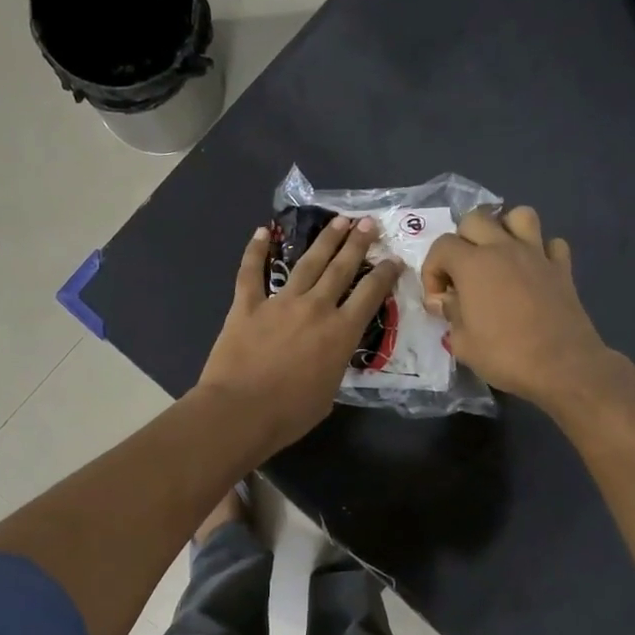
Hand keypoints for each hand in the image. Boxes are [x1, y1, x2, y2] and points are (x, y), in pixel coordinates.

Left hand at [197, 216, 402, 454]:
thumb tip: (331, 353)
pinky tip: (262, 232)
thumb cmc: (290, 413)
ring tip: (338, 221)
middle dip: (358, 243)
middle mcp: (315, 308)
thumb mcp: (330, 392)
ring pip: (307, 263)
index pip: (370, 294)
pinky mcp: (247, 305)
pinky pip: (251, 272)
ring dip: (325, 240)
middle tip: (368, 223)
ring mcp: (280, 302)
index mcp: (341, 332)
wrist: (241, 411)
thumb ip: (335, 363)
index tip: (394, 259)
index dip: (385, 273)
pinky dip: (255, 250)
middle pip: (342, 268)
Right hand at [422, 206, 613, 409]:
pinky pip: (551, 243)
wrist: (562, 366)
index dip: (432, 270)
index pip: (442, 246)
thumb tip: (444, 300)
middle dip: (462, 242)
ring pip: (519, 215)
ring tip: (499, 256)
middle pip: (476, 219)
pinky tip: (534, 271)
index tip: (439, 300)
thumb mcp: (463, 343)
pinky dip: (541, 251)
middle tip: (463, 274)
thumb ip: (450, 314)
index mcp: (474, 264)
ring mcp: (537, 254)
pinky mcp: (562, 268)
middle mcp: (504, 248)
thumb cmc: (505, 355)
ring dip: (504, 229)